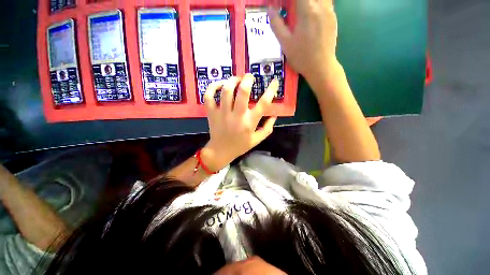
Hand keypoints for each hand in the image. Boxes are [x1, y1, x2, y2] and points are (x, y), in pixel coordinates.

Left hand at [201, 74, 278, 171]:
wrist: (221, 151)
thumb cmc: (240, 146)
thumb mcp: (257, 140)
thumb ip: (268, 128)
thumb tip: (274, 115)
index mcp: (249, 123)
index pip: (263, 104)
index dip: (271, 90)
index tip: (274, 81)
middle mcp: (237, 116)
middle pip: (243, 91)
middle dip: (248, 79)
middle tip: (249, 76)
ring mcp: (222, 113)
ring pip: (226, 90)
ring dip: (232, 80)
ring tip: (236, 79)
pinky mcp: (211, 113)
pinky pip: (209, 96)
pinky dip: (213, 87)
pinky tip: (220, 85)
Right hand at [269, 0, 338, 83]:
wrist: (321, 67)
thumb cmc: (301, 57)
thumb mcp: (285, 44)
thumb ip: (277, 25)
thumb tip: (270, 10)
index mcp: (307, 10)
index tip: (283, 5)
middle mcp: (321, 5)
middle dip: (296, 1)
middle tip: (289, 8)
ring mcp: (329, 10)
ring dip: (307, 2)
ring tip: (299, 11)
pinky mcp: (333, 16)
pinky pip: (326, 0)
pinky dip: (316, 2)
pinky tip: (310, 12)